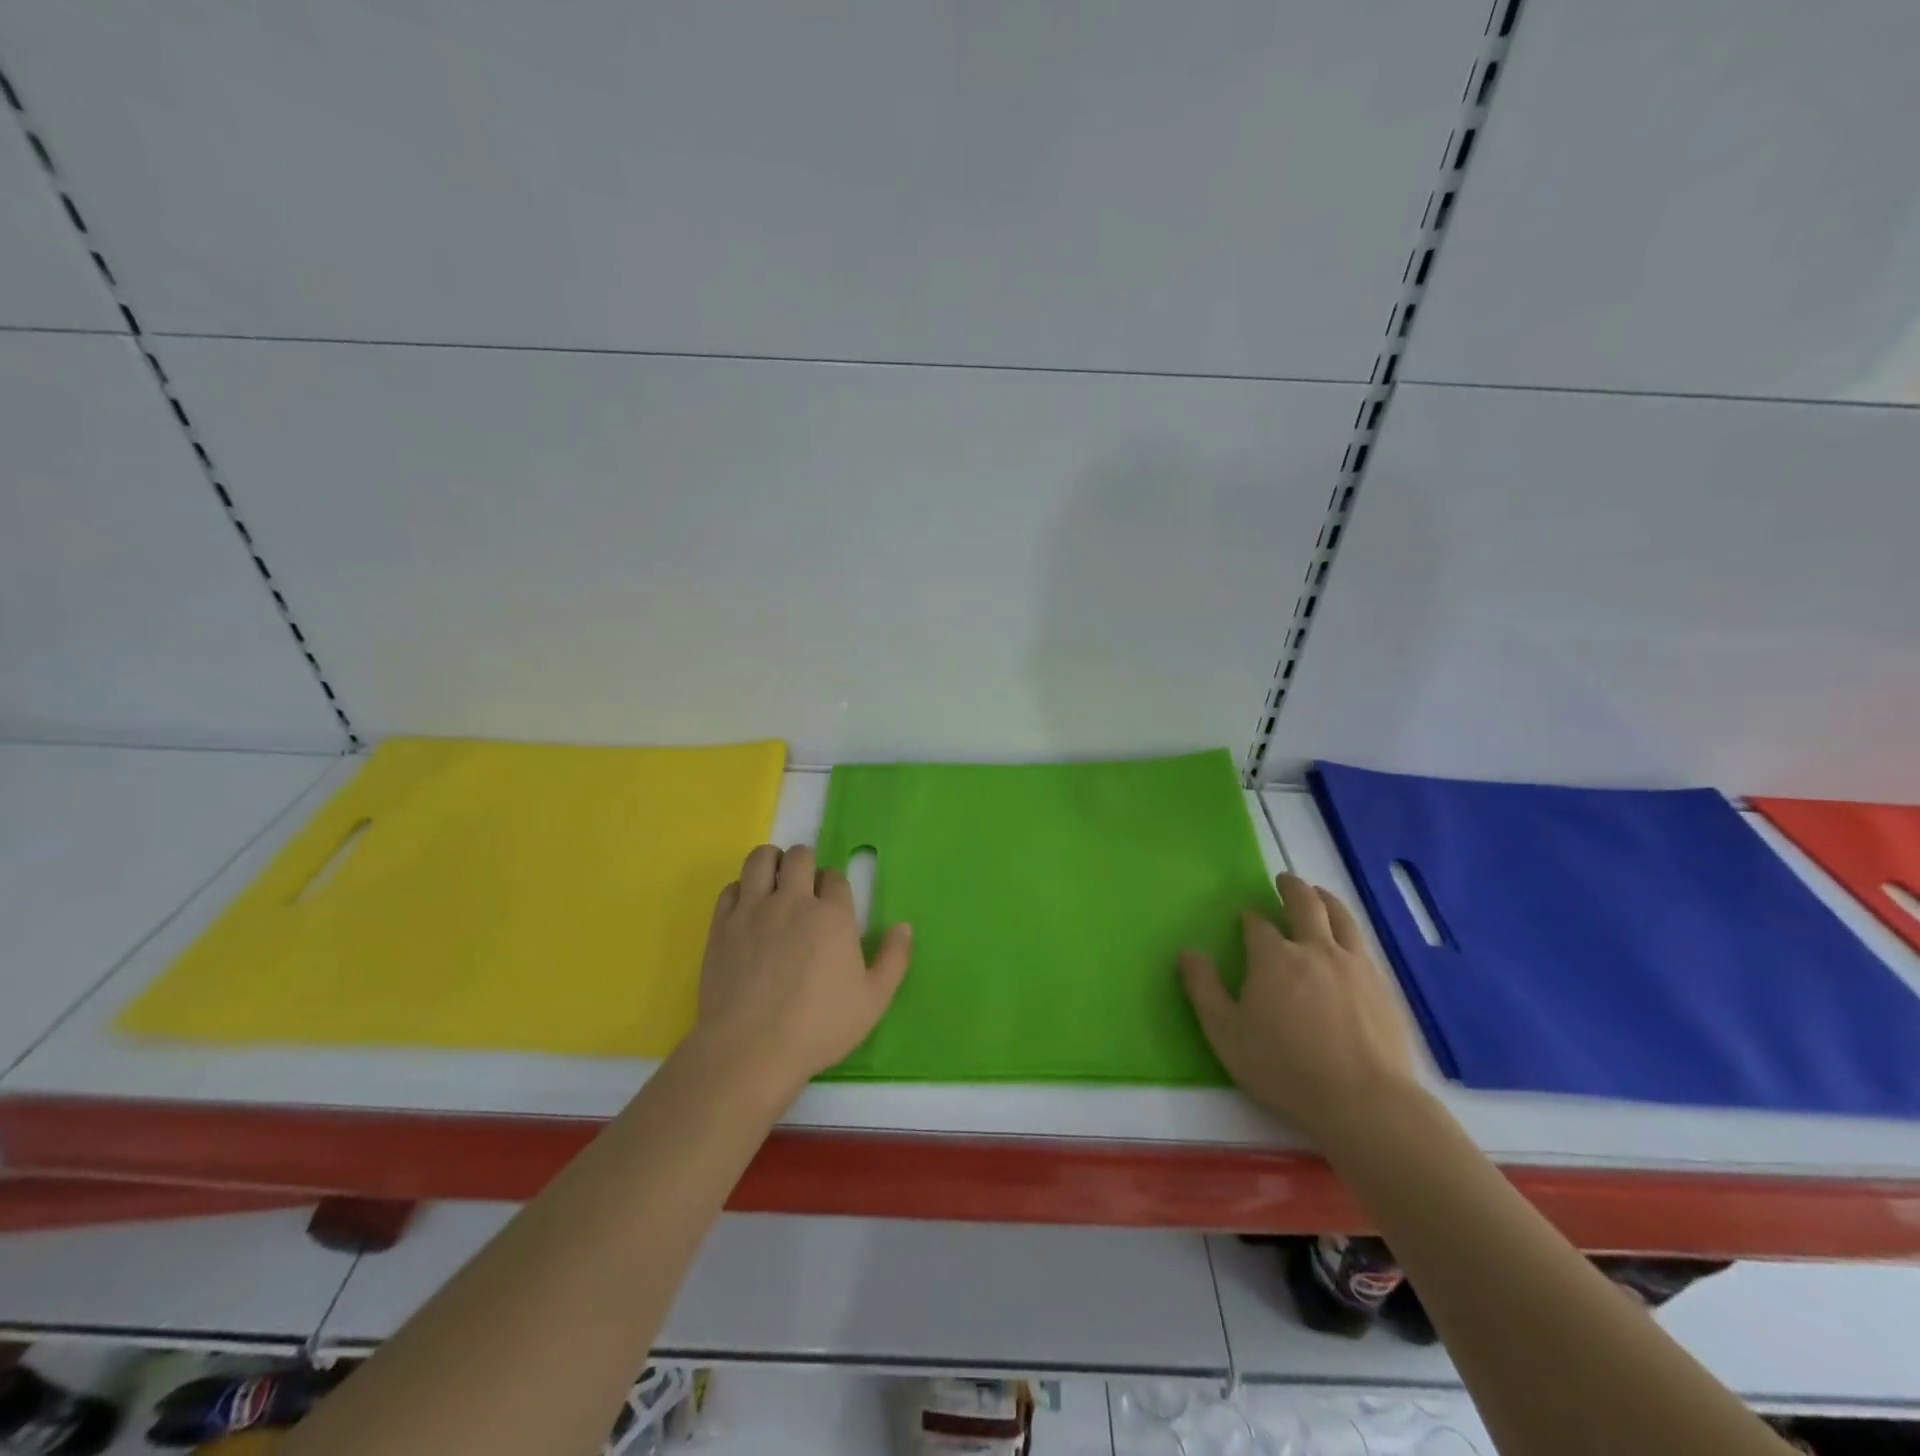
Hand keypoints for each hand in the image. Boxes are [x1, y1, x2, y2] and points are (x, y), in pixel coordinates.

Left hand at [693, 843, 912, 1091]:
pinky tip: (747, 908)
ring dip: (772, 863)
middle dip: (805, 864)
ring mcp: (753, 909)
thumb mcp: (873, 1001)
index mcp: (832, 915)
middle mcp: (793, 900)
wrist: (750, 1050)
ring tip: (774, 882)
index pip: (835, 878)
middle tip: (804, 889)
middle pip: (799, 856)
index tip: (832, 906)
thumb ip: (894, 959)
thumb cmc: (818, 1028)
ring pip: (761, 859)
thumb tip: (904, 926)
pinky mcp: (722, 925)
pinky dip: (741, 889)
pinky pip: (731, 887)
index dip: (835, 887)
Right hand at [1179, 873, 1421, 1150]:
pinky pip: (1363, 944)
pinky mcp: (1383, 986)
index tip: (1245, 918)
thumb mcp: (1226, 1033)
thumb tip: (1187, 952)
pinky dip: (1349, 930)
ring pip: (1341, 917)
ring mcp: (1354, 965)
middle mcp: (1315, 949)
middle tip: (1285, 880)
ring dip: (1326, 899)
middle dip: (1292, 888)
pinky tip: (1348, 940)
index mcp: (1274, 958)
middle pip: (1305, 904)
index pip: (1258, 925)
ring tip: (1319, 894)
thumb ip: (1203, 988)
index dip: (1250, 918)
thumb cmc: (1285, 1069)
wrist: (1365, 1103)